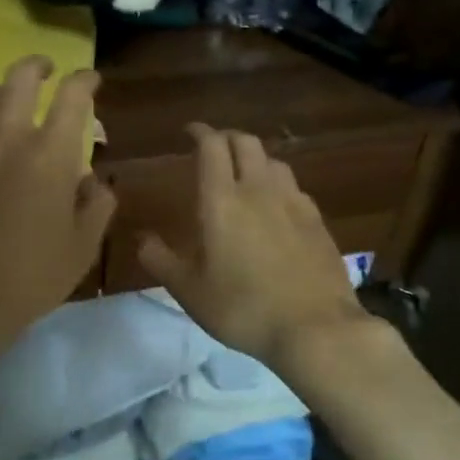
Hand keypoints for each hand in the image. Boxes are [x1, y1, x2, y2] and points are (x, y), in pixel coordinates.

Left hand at [0, 56, 116, 338]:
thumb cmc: (30, 275)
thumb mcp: (82, 247)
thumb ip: (97, 205)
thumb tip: (93, 180)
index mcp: (51, 152)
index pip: (73, 95)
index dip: (85, 80)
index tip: (90, 81)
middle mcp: (8, 135)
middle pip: (21, 76)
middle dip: (38, 66)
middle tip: (44, 71)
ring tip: (1, 108)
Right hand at [137, 124, 370, 368]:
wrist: (316, 328)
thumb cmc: (243, 307)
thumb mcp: (189, 291)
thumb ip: (160, 260)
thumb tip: (142, 238)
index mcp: (222, 200)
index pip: (212, 146)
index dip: (200, 132)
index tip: (189, 131)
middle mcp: (259, 190)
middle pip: (246, 143)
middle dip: (227, 137)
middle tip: (214, 148)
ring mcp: (293, 203)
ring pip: (273, 161)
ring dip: (255, 158)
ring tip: (245, 174)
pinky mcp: (317, 221)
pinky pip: (294, 187)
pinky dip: (278, 184)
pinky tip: (277, 205)